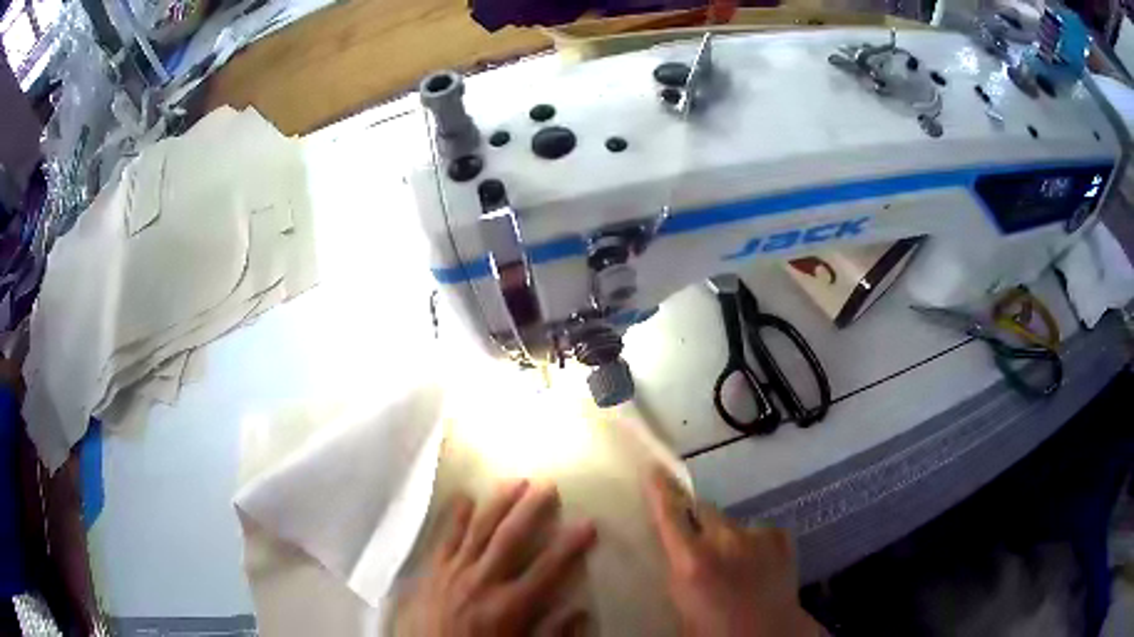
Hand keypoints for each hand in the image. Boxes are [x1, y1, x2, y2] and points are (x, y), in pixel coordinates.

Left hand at [396, 480, 596, 636]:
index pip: (547, 568)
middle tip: (548, 484)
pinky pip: (444, 538)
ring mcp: (453, 572)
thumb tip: (579, 610)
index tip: (589, 523)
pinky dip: (453, 516)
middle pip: (510, 538)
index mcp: (509, 605)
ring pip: (478, 529)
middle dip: (531, 509)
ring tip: (514, 481)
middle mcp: (482, 581)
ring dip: (498, 504)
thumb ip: (551, 633)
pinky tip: (464, 497)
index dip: (570, 545)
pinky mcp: (431, 571)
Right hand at [645, 468, 821, 636]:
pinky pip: (757, 531)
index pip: (669, 513)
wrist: (770, 634)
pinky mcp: (780, 536)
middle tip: (696, 539)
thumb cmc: (714, 629)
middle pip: (703, 510)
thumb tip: (675, 550)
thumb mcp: (682, 602)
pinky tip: (756, 565)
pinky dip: (752, 543)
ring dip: (726, 536)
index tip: (653, 468)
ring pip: (731, 523)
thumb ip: (679, 568)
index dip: (660, 488)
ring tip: (732, 562)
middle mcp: (724, 539)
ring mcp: (756, 534)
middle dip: (696, 518)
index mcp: (692, 560)